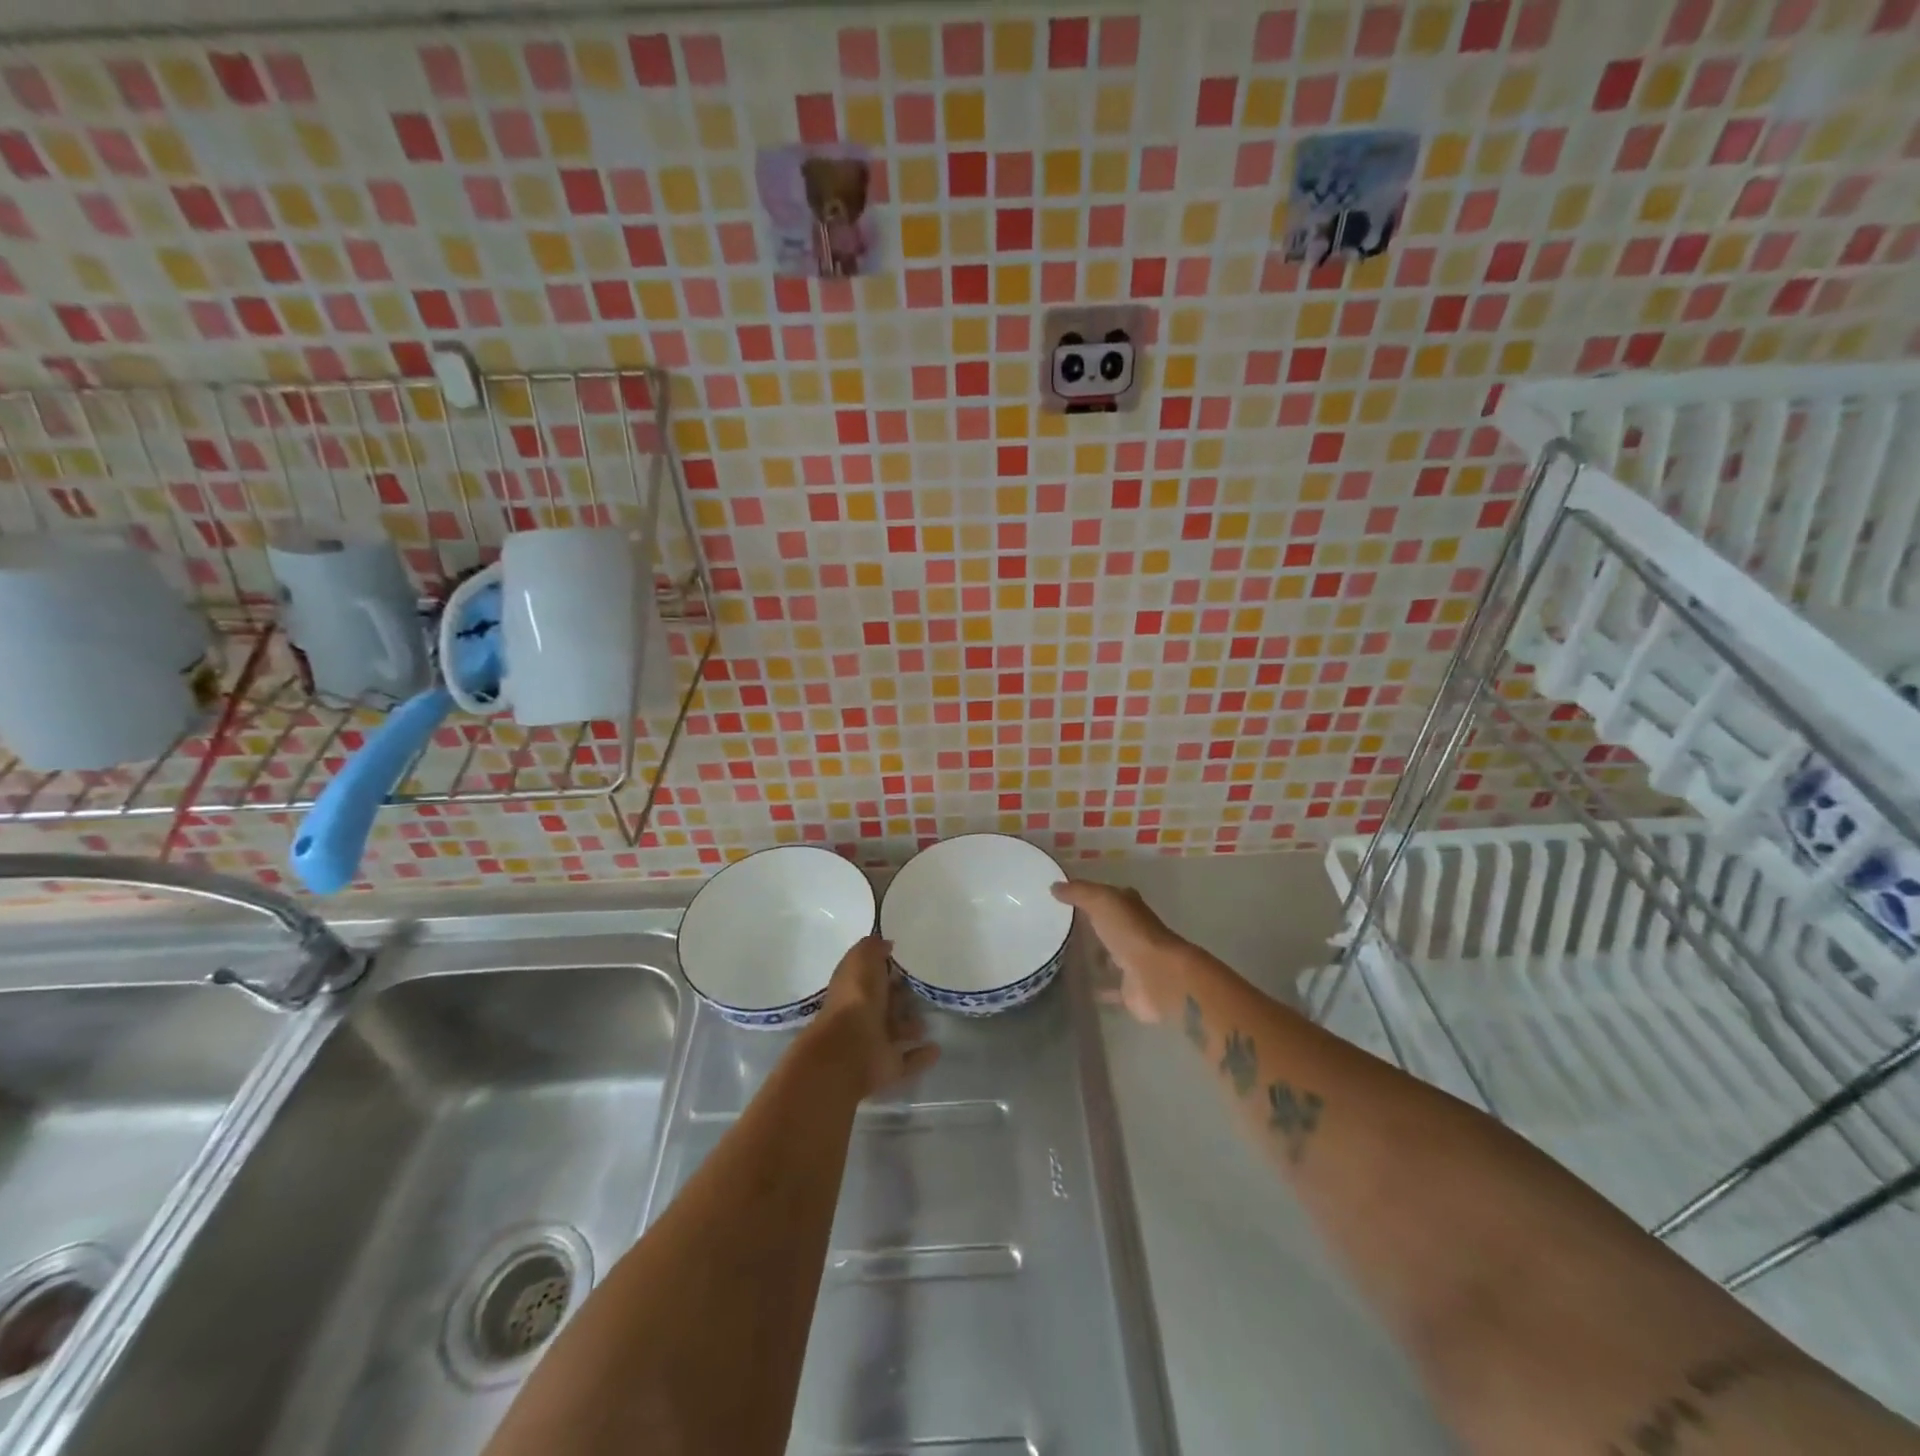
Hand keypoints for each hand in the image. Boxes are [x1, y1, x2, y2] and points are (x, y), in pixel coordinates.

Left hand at [806, 935, 939, 1097]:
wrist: (848, 1050)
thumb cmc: (856, 998)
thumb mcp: (862, 960)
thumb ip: (873, 948)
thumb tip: (885, 943)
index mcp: (854, 988)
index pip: (871, 975)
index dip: (887, 967)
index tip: (910, 959)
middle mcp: (862, 1014)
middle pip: (884, 1003)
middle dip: (900, 997)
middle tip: (925, 988)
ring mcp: (874, 1043)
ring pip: (895, 1031)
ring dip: (910, 1026)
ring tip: (930, 1019)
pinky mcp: (888, 1067)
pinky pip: (907, 1060)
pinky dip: (920, 1055)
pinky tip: (937, 1048)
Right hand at [1051, 879, 1188, 1023]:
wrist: (1159, 977)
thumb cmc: (1131, 932)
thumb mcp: (1101, 901)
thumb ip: (1078, 892)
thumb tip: (1054, 886)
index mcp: (1129, 907)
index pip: (1107, 896)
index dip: (1088, 894)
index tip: (1063, 897)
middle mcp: (1132, 931)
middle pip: (1108, 926)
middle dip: (1089, 926)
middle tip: (1057, 928)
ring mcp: (1132, 961)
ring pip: (1109, 956)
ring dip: (1094, 957)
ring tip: (1061, 957)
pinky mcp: (1130, 989)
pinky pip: (1109, 987)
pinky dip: (1097, 987)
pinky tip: (1076, 988)